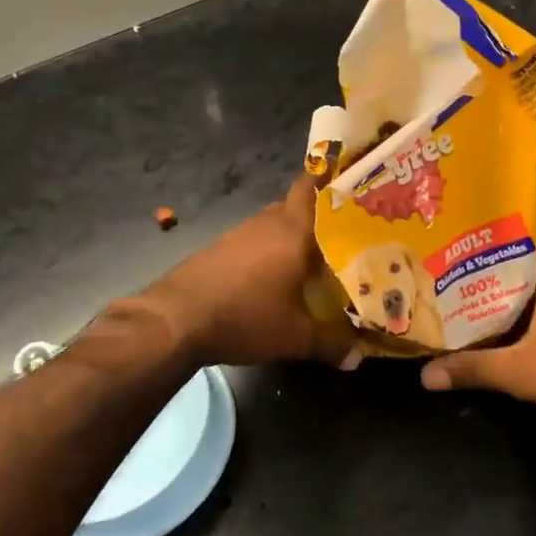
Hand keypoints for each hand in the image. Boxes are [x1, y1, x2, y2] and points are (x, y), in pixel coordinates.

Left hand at [137, 177, 359, 368]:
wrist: (176, 319)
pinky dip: (267, 250)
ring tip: (311, 257)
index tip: (350, 183)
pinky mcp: (219, 248)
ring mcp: (240, 233)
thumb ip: (331, 344)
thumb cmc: (245, 317)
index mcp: (294, 230)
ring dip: (290, 236)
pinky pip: (253, 240)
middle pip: (296, 205)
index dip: (329, 178)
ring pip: (274, 224)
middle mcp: (268, 222)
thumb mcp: (295, 337)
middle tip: (342, 232)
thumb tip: (358, 357)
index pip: (311, 185)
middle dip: (317, 216)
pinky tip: (272, 276)